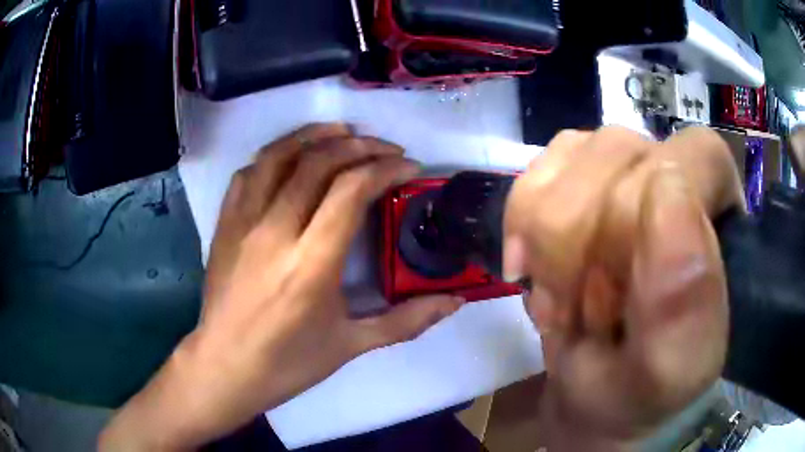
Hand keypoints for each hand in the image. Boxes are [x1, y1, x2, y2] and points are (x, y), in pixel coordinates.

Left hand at [99, 124, 462, 450]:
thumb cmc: (288, 363)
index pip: (352, 190)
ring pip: (278, 156)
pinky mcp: (224, 225)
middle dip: (360, 145)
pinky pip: (248, 173)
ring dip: (314, 135)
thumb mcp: (352, 346)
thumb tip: (455, 301)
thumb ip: (408, 320)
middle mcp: (275, 232)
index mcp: (311, 264)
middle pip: (318, 162)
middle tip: (386, 149)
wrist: (225, 367)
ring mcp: (243, 224)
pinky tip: (292, 157)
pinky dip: (275, 155)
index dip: (386, 169)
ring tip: (343, 131)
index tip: (410, 168)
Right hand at [503, 127, 742, 449]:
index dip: (641, 220)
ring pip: (574, 151)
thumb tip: (667, 192)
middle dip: (584, 244)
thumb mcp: (667, 371)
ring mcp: (627, 170)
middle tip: (579, 315)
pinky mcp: (580, 178)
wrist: (594, 395)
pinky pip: (540, 167)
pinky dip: (522, 220)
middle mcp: (679, 175)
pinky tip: (530, 266)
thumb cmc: (636, 390)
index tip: (614, 299)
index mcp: (723, 217)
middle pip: (621, 152)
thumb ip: (684, 302)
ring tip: (558, 298)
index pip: (690, 159)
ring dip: (548, 238)